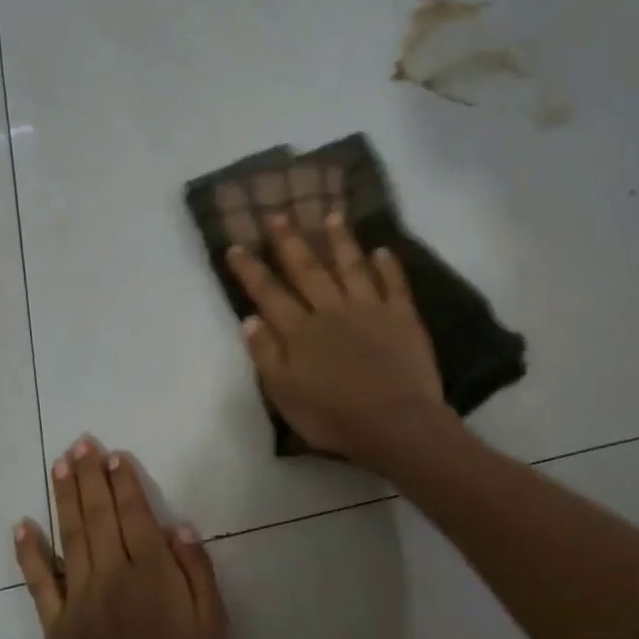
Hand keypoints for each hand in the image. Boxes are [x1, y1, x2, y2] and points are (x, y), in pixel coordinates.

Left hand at [15, 437, 228, 638]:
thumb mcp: (213, 634)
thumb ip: (198, 577)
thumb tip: (178, 528)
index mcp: (153, 579)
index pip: (135, 518)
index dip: (125, 484)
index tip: (114, 455)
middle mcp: (111, 579)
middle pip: (98, 517)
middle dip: (90, 477)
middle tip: (81, 442)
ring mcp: (77, 602)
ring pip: (69, 537)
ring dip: (64, 497)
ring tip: (60, 464)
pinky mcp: (55, 627)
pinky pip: (39, 582)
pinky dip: (29, 551)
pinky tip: (23, 525)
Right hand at [226, 210, 451, 469]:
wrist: (394, 423)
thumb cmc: (333, 417)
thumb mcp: (284, 394)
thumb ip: (266, 355)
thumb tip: (250, 319)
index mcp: (300, 332)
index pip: (269, 294)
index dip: (251, 270)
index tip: (236, 246)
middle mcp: (331, 310)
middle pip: (308, 270)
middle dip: (291, 242)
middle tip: (279, 214)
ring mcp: (370, 310)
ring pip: (351, 267)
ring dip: (340, 240)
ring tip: (332, 215)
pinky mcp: (403, 318)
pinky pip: (394, 284)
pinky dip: (388, 266)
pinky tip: (382, 250)